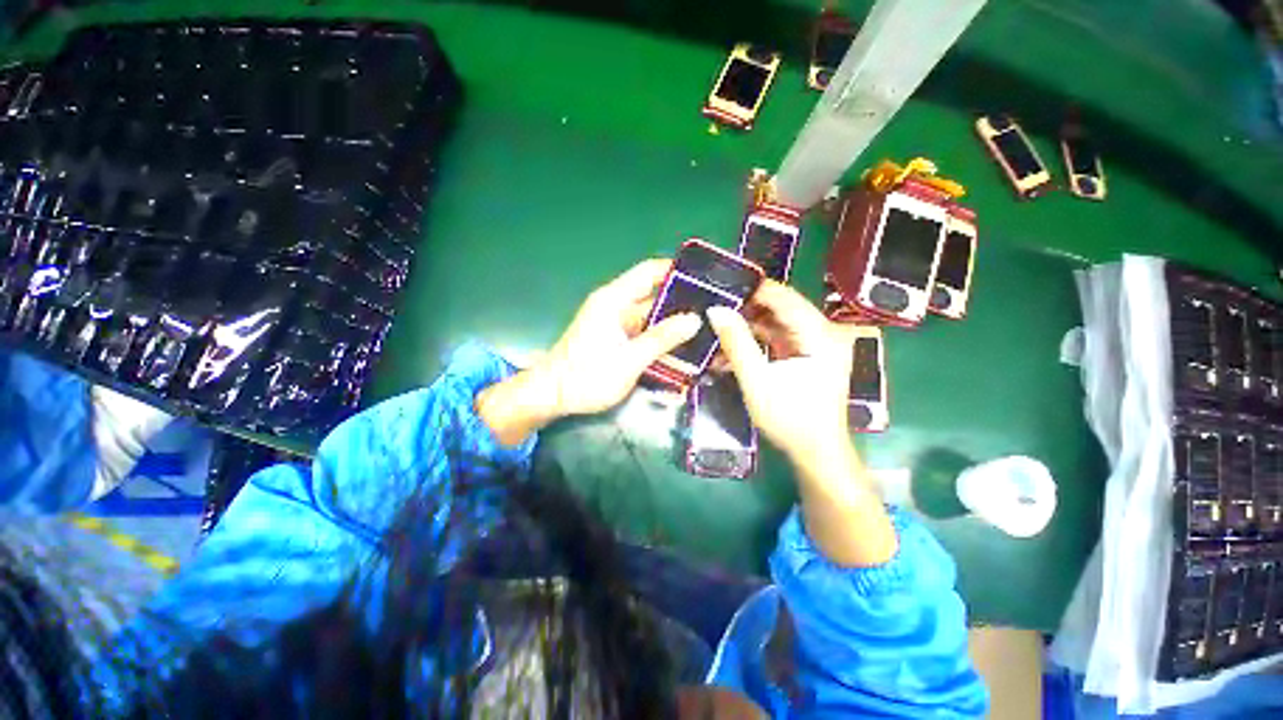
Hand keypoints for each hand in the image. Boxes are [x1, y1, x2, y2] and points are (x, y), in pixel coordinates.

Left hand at [533, 259, 701, 417]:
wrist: (552, 395)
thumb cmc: (587, 376)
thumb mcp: (629, 359)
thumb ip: (662, 338)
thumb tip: (694, 320)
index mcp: (614, 299)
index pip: (649, 271)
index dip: (676, 270)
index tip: (705, 278)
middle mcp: (615, 306)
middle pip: (654, 296)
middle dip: (682, 302)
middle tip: (712, 311)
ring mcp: (615, 323)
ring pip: (651, 317)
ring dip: (673, 324)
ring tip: (705, 330)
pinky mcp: (615, 339)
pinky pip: (643, 333)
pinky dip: (660, 339)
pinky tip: (681, 349)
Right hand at [709, 281, 896, 567]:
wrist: (816, 453)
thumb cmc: (791, 421)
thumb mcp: (758, 382)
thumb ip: (737, 344)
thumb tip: (715, 310)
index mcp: (820, 336)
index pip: (785, 298)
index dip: (755, 289)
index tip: (723, 285)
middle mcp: (823, 333)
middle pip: (782, 307)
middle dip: (748, 306)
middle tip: (716, 302)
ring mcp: (816, 344)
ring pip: (778, 321)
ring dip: (749, 323)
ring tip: (719, 322)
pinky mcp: (807, 355)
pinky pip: (778, 337)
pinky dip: (756, 339)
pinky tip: (732, 343)